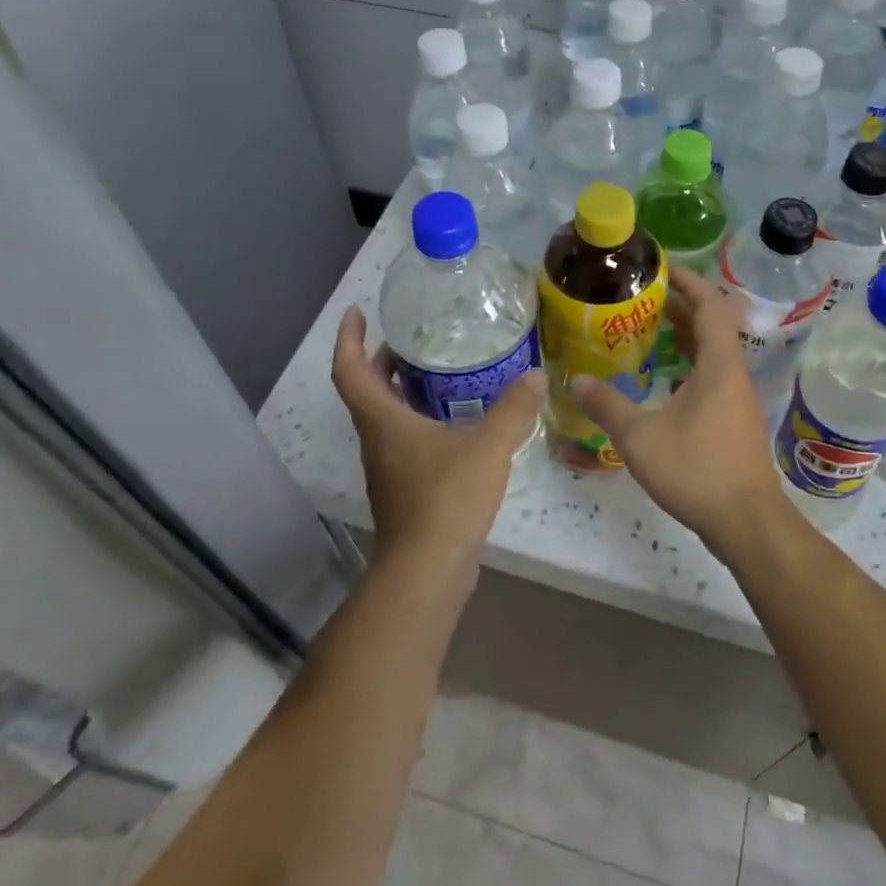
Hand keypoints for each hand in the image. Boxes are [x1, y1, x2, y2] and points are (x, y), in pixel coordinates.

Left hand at [330, 307, 545, 573]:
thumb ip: (514, 409)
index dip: (349, 339)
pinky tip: (456, 425)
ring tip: (437, 374)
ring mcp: (388, 470)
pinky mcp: (404, 492)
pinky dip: (419, 422)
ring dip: (401, 393)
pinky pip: (405, 443)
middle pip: (367, 393)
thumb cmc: (447, 498)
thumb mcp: (488, 446)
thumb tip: (537, 375)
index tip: (357, 313)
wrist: (428, 571)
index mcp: (383, 422)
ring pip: (385, 420)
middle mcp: (377, 442)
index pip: (350, 371)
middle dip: (380, 362)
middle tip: (409, 340)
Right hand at [573, 267, 785, 556]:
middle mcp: (734, 374)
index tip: (662, 270)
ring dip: (686, 338)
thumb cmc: (696, 469)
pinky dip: (691, 367)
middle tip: (644, 302)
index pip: (710, 306)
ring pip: (715, 354)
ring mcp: (739, 399)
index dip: (689, 282)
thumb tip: (577, 380)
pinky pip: (714, 377)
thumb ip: (607, 405)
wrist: (746, 521)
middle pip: (713, 326)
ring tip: (650, 334)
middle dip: (681, 308)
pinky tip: (666, 382)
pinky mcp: (737, 421)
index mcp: (719, 365)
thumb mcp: (639, 437)